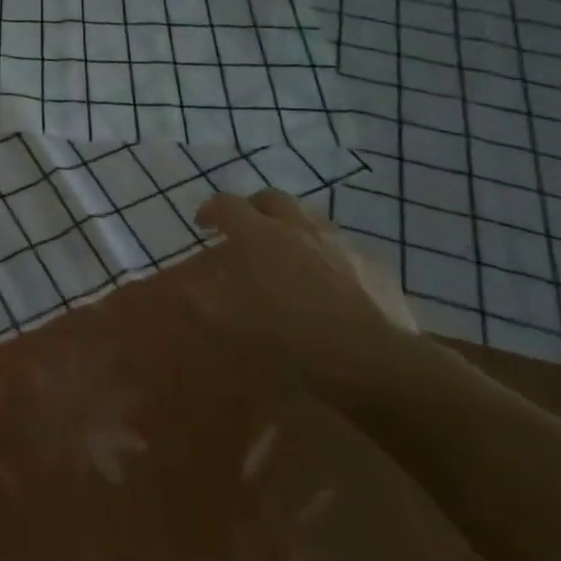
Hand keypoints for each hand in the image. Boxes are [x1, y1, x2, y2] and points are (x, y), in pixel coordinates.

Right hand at [195, 189, 438, 397]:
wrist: (370, 362)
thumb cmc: (290, 339)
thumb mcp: (232, 323)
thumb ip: (204, 298)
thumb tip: (186, 285)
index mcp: (260, 235)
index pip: (227, 205)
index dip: (211, 209)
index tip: (203, 224)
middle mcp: (299, 227)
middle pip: (271, 198)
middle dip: (254, 208)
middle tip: (246, 229)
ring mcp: (340, 242)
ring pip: (310, 216)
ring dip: (292, 225)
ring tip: (288, 250)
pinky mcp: (373, 264)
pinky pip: (343, 246)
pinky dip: (327, 253)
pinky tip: (330, 278)